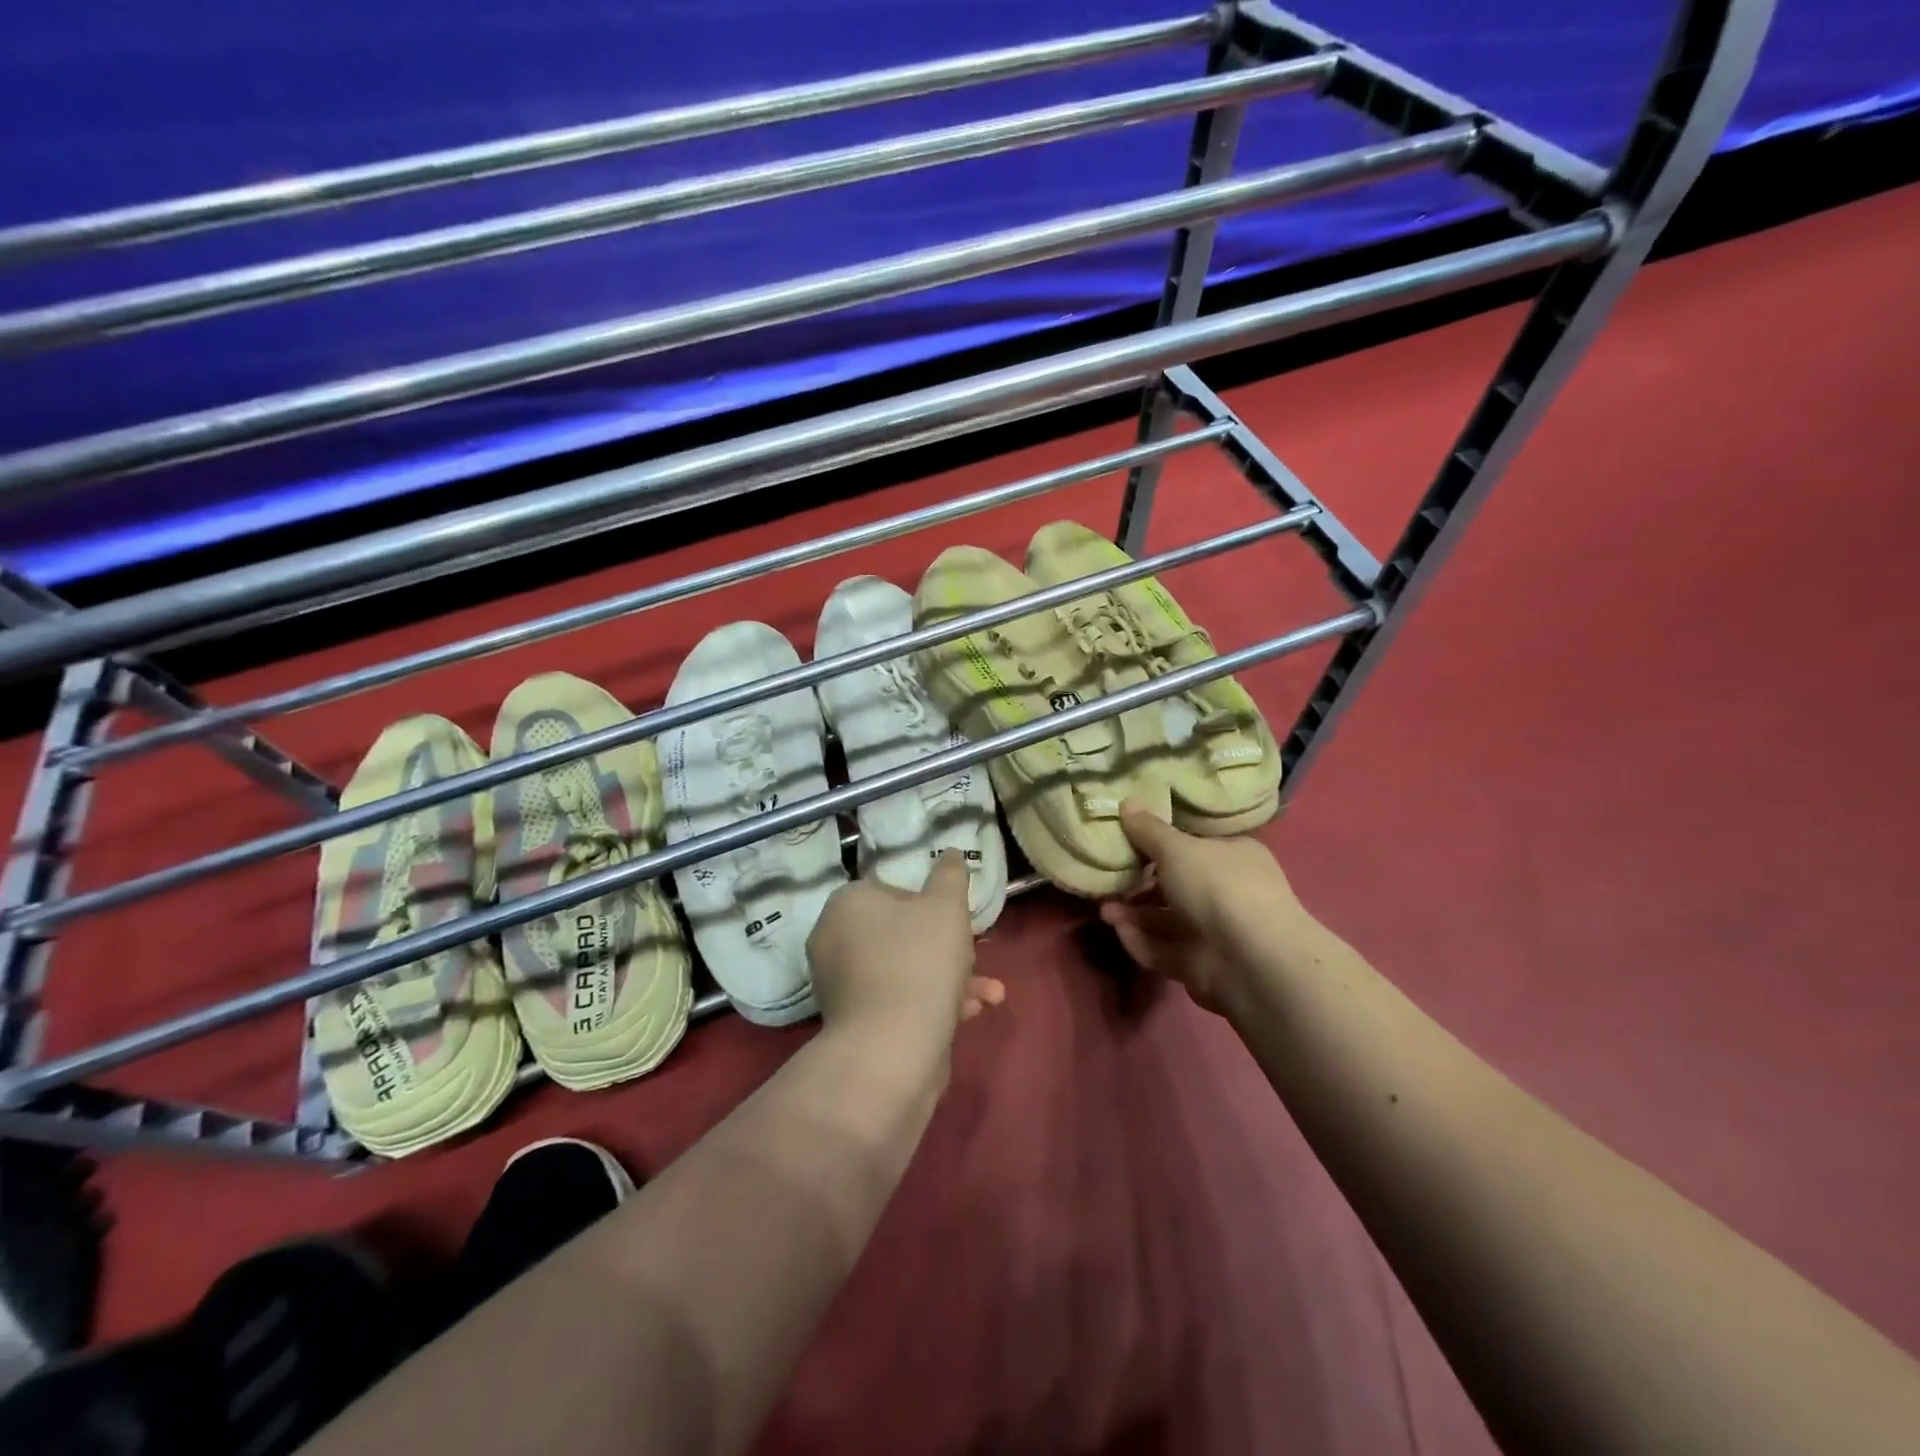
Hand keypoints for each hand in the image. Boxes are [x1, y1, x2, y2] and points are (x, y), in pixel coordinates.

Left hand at [807, 850, 1005, 1048]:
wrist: (893, 1049)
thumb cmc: (920, 961)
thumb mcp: (946, 906)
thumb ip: (950, 875)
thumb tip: (950, 852)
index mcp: (846, 904)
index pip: (892, 890)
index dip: (930, 905)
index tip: (956, 922)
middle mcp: (833, 940)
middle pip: (900, 933)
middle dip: (947, 946)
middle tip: (974, 955)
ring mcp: (840, 985)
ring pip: (905, 969)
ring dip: (950, 977)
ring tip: (988, 992)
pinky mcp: (853, 1023)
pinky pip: (898, 1000)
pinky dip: (931, 1002)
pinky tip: (968, 1014)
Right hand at [1098, 802, 1300, 1016]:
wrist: (1249, 960)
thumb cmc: (1216, 887)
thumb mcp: (1177, 848)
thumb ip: (1148, 830)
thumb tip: (1126, 802)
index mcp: (1233, 857)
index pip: (1193, 846)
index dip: (1159, 844)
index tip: (1126, 842)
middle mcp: (1227, 892)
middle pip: (1174, 885)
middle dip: (1138, 884)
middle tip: (1107, 879)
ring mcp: (1214, 932)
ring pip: (1165, 920)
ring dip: (1133, 914)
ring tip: (1104, 910)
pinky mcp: (1200, 965)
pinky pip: (1163, 949)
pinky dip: (1141, 941)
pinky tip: (1119, 932)